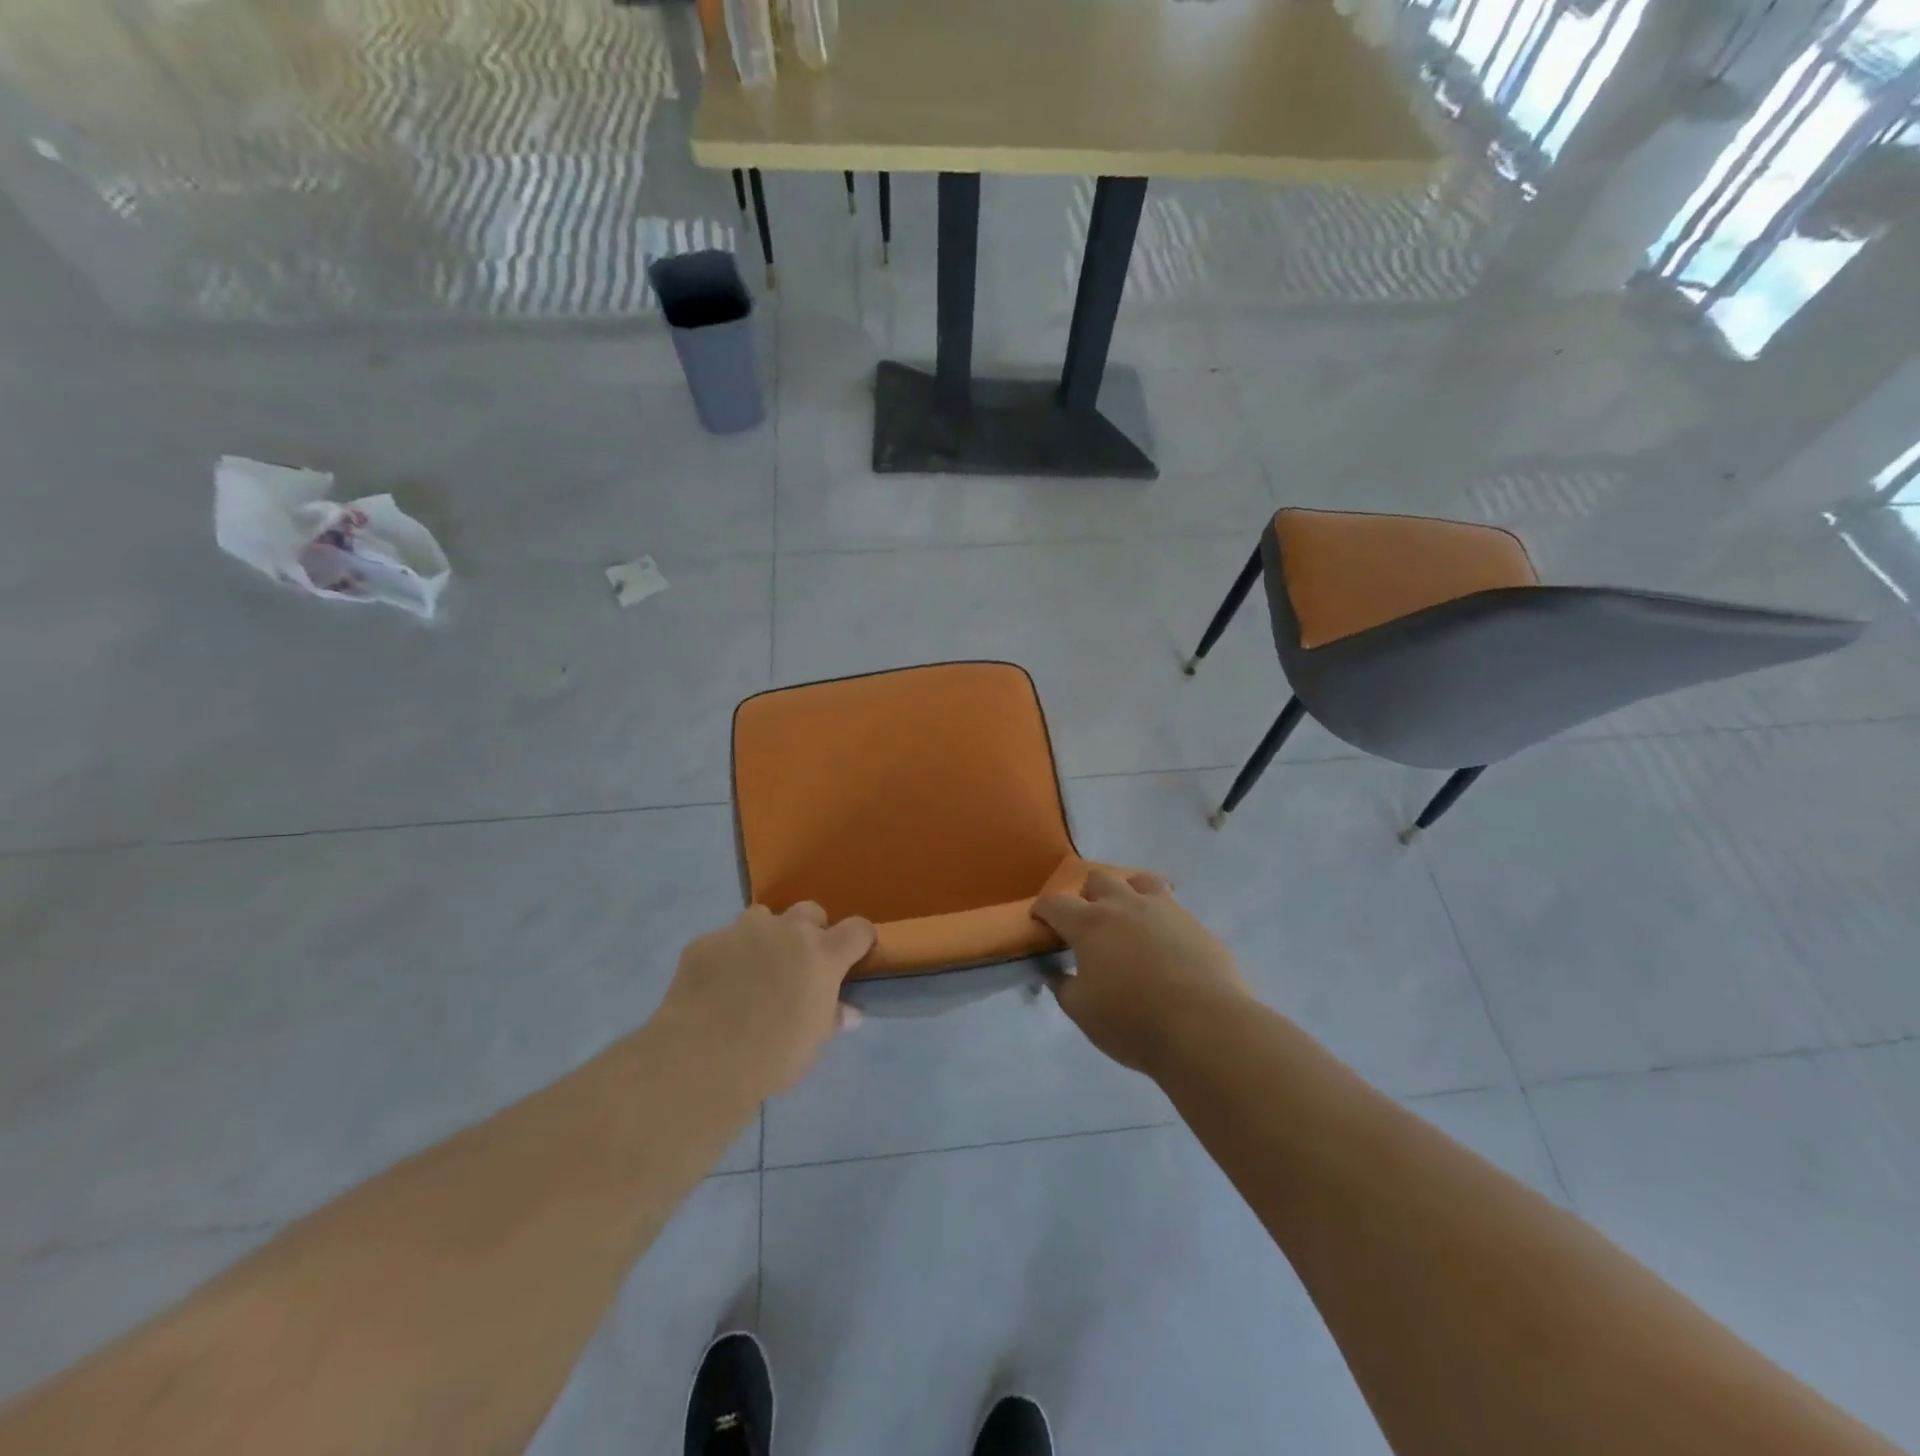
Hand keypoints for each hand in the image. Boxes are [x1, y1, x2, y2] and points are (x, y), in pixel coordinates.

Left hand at [657, 903, 875, 1097]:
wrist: (701, 1059)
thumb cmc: (772, 1056)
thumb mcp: (813, 1044)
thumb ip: (831, 1018)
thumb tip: (847, 1012)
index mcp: (822, 954)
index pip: (857, 929)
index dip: (859, 940)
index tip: (854, 956)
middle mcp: (787, 932)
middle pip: (810, 911)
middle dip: (810, 930)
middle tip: (800, 963)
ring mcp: (743, 931)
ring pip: (762, 917)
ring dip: (766, 937)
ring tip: (754, 970)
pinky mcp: (705, 942)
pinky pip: (723, 941)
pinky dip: (726, 957)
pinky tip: (715, 987)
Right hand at [1032, 868, 1250, 1075]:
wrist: (1206, 1028)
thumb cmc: (1133, 1021)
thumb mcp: (1083, 1012)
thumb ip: (1063, 987)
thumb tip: (1055, 973)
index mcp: (1090, 924)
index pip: (1056, 903)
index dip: (1043, 909)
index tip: (1039, 919)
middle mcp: (1125, 905)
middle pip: (1098, 879)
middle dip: (1086, 895)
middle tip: (1087, 923)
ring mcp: (1165, 910)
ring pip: (1140, 880)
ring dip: (1128, 892)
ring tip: (1129, 917)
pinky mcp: (1196, 924)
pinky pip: (1173, 908)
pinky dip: (1161, 918)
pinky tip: (1165, 945)